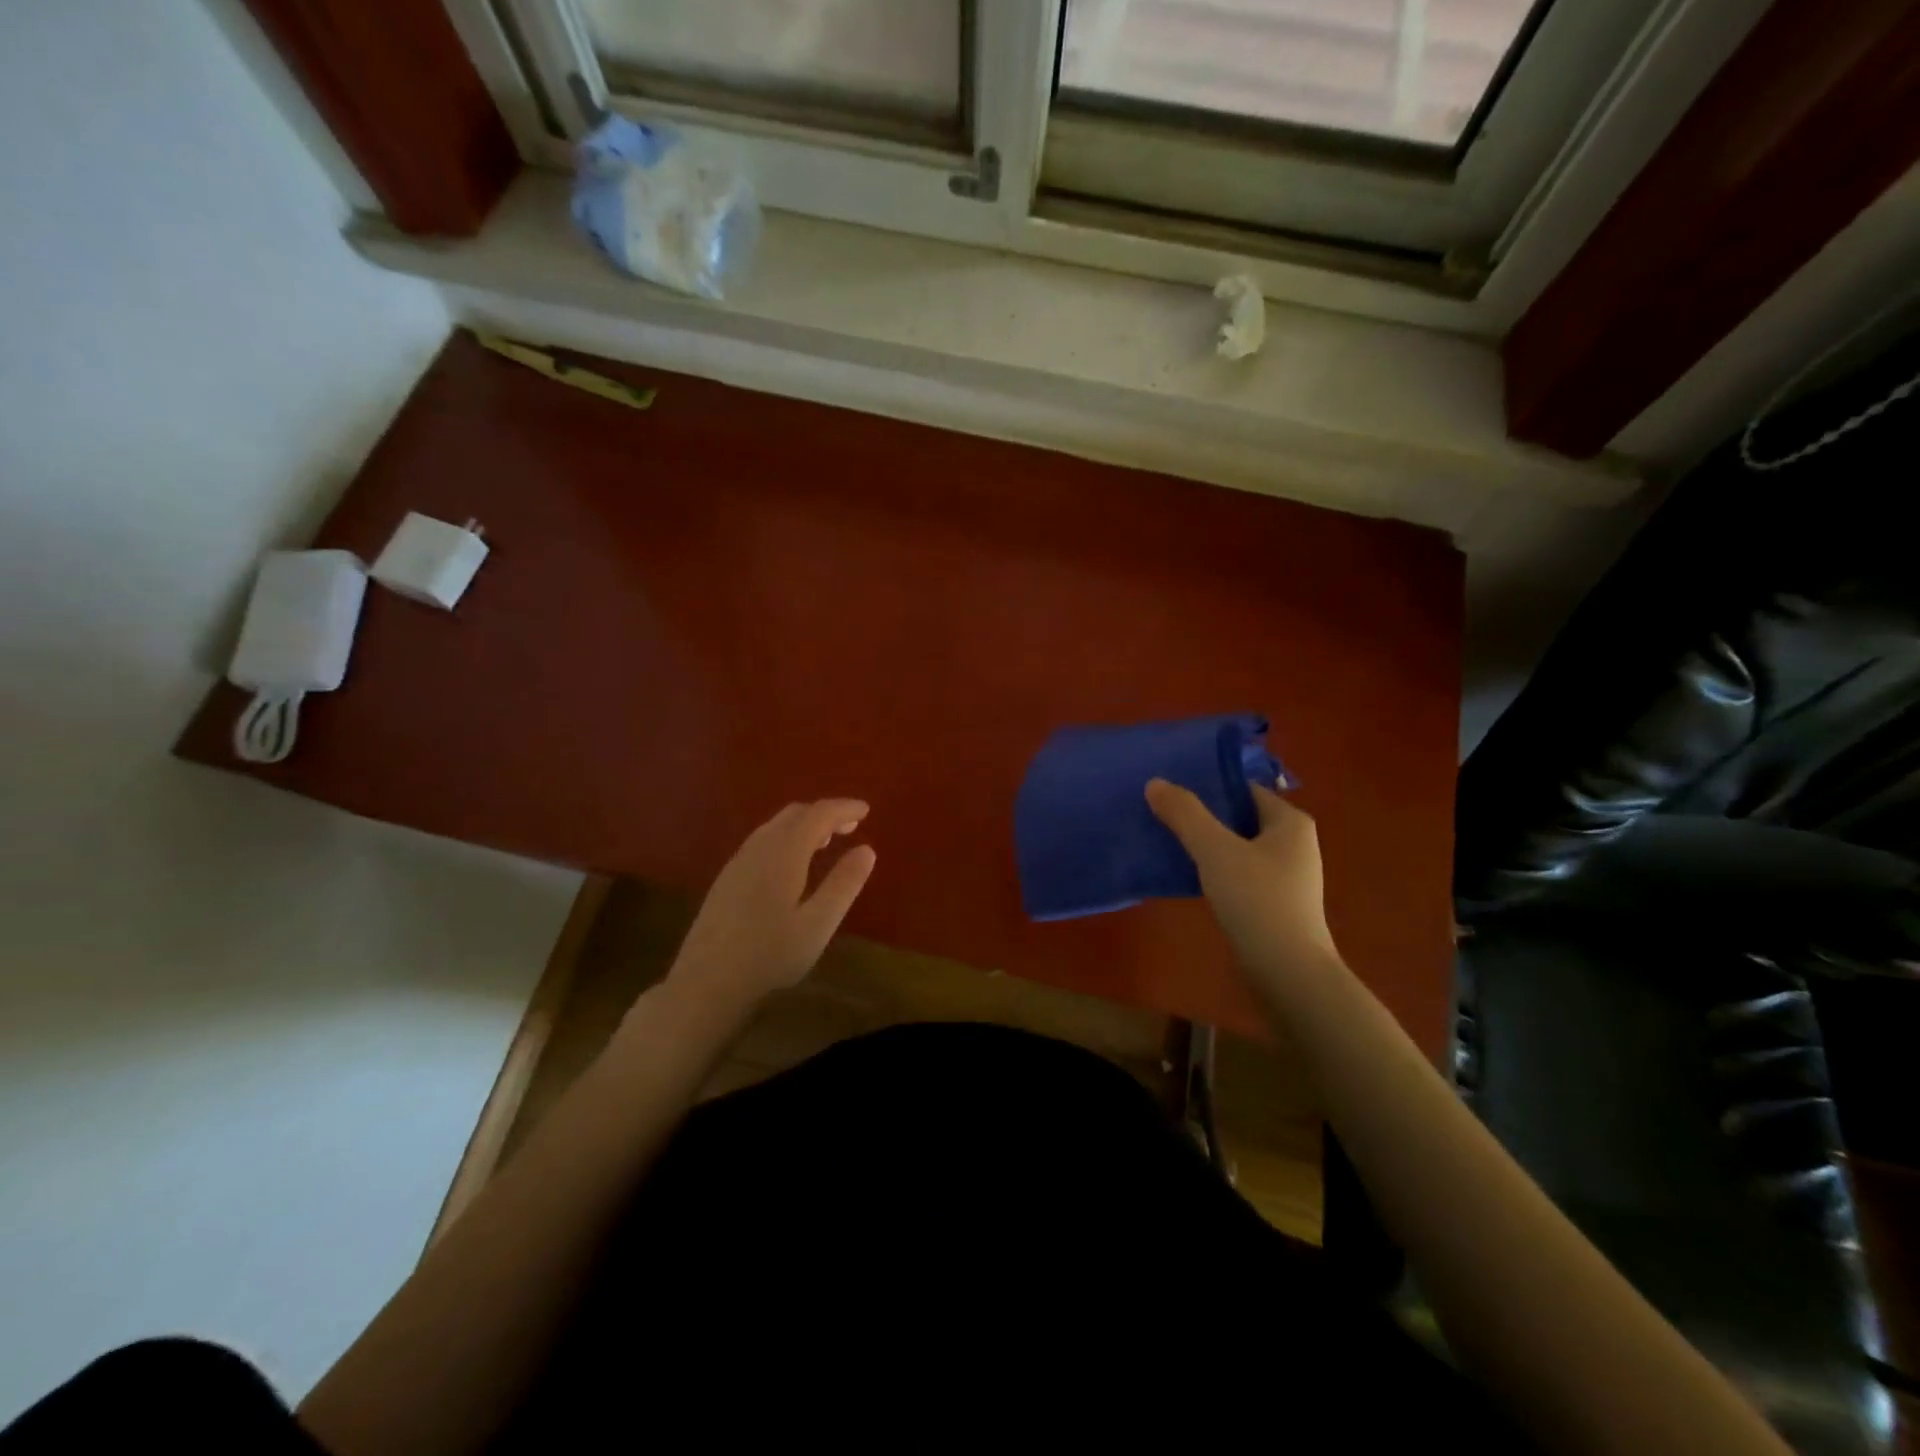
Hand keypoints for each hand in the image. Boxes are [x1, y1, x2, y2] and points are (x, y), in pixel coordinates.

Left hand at [669, 799, 876, 1003]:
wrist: (706, 982)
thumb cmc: (769, 954)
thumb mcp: (818, 924)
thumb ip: (844, 884)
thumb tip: (866, 850)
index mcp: (784, 852)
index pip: (818, 814)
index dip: (844, 808)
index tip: (867, 810)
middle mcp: (759, 847)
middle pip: (795, 813)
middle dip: (825, 813)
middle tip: (851, 826)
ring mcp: (738, 861)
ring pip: (775, 826)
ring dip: (804, 825)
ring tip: (826, 842)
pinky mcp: (727, 878)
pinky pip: (763, 841)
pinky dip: (786, 838)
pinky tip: (792, 864)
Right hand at [1145, 779, 1339, 980]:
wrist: (1287, 973)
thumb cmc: (1258, 901)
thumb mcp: (1215, 850)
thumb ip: (1185, 814)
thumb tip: (1155, 783)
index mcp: (1290, 822)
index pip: (1244, 789)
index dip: (1208, 785)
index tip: (1171, 787)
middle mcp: (1294, 844)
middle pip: (1239, 817)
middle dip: (1202, 815)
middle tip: (1161, 811)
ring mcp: (1286, 877)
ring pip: (1236, 847)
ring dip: (1205, 844)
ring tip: (1165, 839)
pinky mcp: (1274, 904)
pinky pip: (1238, 874)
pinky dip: (1214, 870)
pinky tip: (1186, 875)